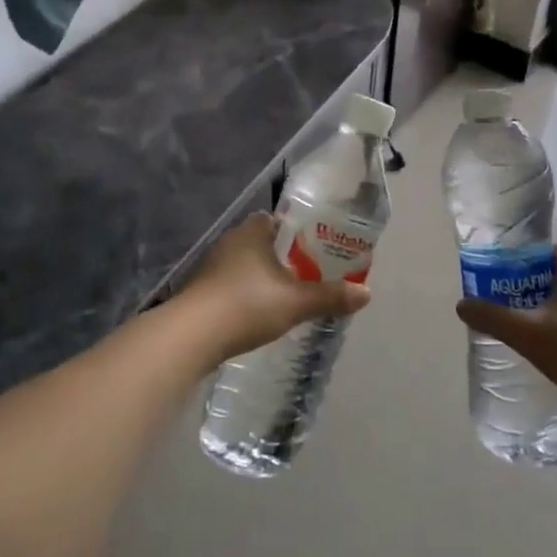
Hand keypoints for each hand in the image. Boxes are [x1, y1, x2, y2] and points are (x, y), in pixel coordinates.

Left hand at [179, 212, 371, 360]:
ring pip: (247, 264)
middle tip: (311, 273)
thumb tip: (366, 294)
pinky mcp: (202, 291)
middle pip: (264, 242)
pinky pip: (233, 284)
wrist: (190, 336)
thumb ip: (330, 296)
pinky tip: (259, 312)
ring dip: (265, 276)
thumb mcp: (295, 302)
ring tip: (289, 294)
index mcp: (252, 231)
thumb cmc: (246, 305)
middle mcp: (230, 241)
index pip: (279, 220)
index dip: (300, 231)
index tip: (319, 247)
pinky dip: (249, 293)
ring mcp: (212, 267)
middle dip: (286, 256)